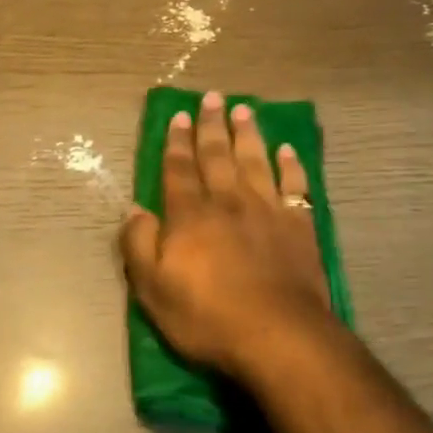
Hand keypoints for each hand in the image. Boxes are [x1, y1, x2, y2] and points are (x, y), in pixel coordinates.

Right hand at [120, 92, 332, 382]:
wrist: (277, 334)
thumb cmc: (208, 317)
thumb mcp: (153, 289)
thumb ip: (139, 245)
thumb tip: (134, 209)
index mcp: (191, 215)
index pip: (180, 169)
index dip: (178, 142)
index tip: (180, 116)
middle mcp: (228, 201)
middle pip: (218, 155)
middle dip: (212, 125)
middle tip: (212, 97)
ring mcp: (267, 210)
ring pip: (255, 161)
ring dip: (248, 134)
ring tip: (243, 110)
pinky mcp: (299, 225)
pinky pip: (295, 186)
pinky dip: (291, 166)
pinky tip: (287, 150)